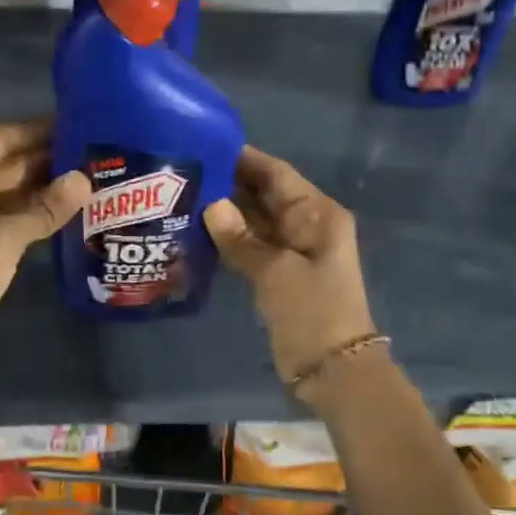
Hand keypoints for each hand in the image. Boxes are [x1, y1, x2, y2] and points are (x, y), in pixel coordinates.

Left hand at [0, 120, 89, 383]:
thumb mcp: (3, 238)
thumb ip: (45, 207)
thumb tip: (85, 180)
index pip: (2, 138)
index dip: (39, 129)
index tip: (78, 119)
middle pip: (10, 164)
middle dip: (50, 158)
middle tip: (98, 150)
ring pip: (14, 194)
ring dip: (48, 187)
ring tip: (96, 175)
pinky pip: (14, 220)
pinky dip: (40, 215)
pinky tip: (75, 210)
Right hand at [203, 146, 377, 384]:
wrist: (333, 370)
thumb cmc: (312, 312)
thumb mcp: (275, 271)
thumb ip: (241, 237)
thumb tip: (210, 204)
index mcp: (317, 214)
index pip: (277, 174)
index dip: (245, 159)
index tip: (207, 144)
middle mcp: (306, 225)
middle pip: (264, 194)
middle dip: (229, 183)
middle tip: (184, 171)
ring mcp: (292, 250)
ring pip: (255, 221)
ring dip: (225, 211)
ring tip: (183, 196)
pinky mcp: (279, 274)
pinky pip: (251, 245)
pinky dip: (229, 238)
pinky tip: (197, 231)